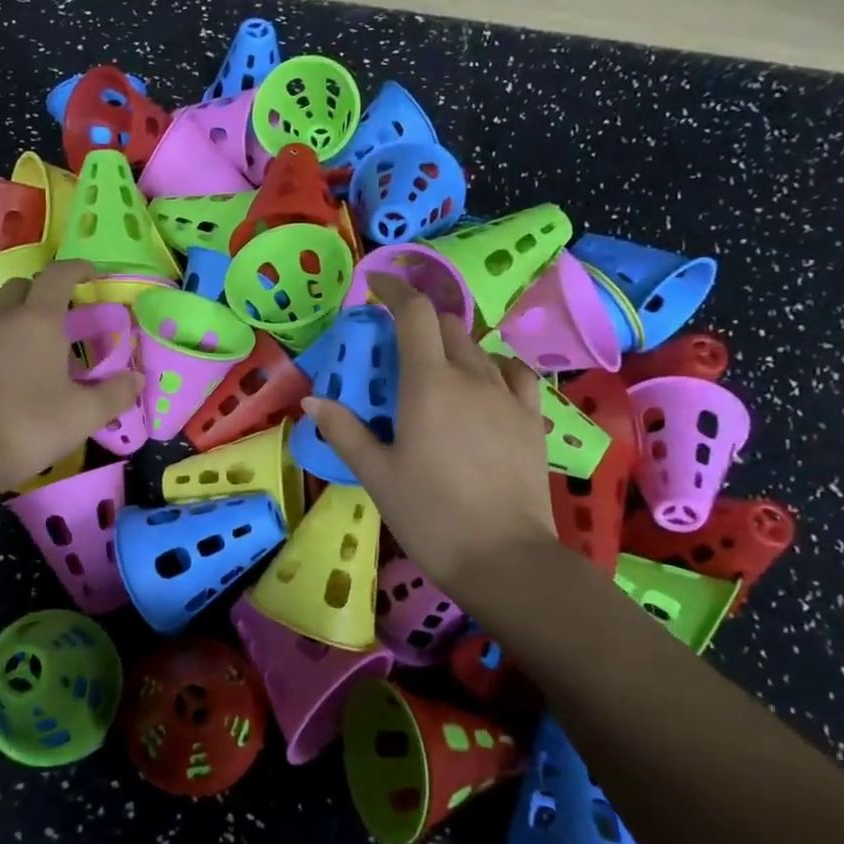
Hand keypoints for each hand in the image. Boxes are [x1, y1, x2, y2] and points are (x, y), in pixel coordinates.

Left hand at [0, 261, 141, 495]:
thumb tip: (137, 379)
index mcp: (39, 321)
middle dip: (39, 292)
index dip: (76, 269)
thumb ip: (115, 393)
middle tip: (54, 315)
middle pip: (19, 286)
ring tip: (6, 326)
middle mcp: (0, 317)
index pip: (58, 276)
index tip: (90, 275)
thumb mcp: (85, 415)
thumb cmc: (31, 427)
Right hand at [299, 275, 556, 595]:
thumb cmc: (429, 515)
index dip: (395, 290)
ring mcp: (507, 396)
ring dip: (453, 346)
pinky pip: (514, 374)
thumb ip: (343, 429)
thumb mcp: (376, 474)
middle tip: (396, 343)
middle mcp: (471, 377)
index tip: (376, 286)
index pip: (414, 314)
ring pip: (480, 348)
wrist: (503, 557)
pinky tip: (484, 387)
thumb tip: (311, 398)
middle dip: (420, 321)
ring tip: (436, 370)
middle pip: (448, 325)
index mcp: (428, 384)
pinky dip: (493, 367)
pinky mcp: (532, 419)